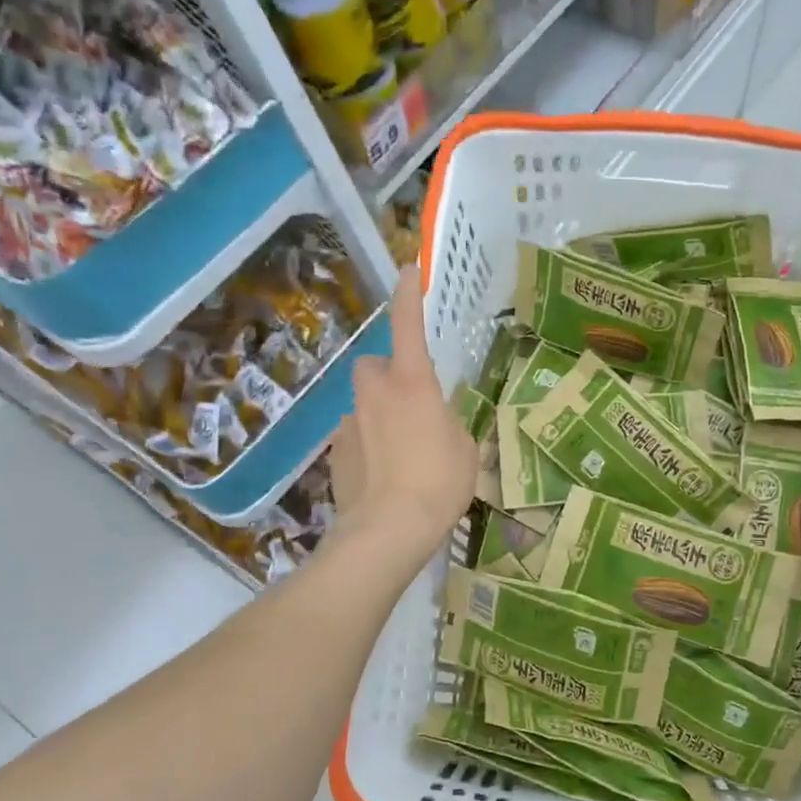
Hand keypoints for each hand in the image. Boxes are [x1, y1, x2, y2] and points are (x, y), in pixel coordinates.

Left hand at [329, 266, 476, 572]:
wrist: (387, 530)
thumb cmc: (439, 484)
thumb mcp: (465, 451)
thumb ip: (450, 426)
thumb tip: (438, 425)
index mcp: (413, 384)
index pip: (407, 326)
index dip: (408, 296)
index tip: (407, 270)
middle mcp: (375, 393)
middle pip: (373, 366)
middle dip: (388, 375)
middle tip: (410, 402)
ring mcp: (349, 422)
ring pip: (363, 404)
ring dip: (379, 416)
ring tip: (401, 454)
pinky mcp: (335, 453)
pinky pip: (354, 437)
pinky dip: (367, 447)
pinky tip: (383, 476)